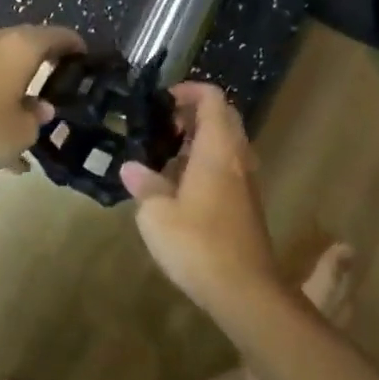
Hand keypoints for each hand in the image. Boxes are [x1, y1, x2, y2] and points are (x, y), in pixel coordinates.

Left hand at [0, 25, 84, 178]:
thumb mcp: (22, 132)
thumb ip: (38, 117)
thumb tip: (41, 108)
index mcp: (21, 48)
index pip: (58, 35)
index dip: (76, 46)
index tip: (87, 59)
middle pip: (29, 46)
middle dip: (47, 62)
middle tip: (63, 81)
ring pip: (4, 67)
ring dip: (20, 85)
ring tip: (34, 115)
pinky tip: (2, 142)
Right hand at [120, 83, 284, 309]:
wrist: (244, 289)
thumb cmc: (197, 243)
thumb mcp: (157, 215)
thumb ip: (145, 185)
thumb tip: (131, 168)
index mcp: (218, 149)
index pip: (213, 99)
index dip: (190, 90)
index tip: (164, 100)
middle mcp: (238, 157)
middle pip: (224, 118)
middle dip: (194, 114)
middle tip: (163, 126)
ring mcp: (247, 181)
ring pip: (227, 144)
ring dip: (200, 141)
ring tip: (166, 156)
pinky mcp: (247, 204)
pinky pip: (229, 167)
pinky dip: (207, 163)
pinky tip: (181, 187)